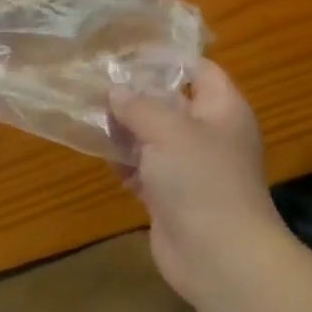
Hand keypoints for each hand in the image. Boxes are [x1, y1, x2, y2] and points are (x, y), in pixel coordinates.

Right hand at [110, 61, 284, 304]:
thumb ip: (138, 105)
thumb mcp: (167, 130)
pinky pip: (145, 168)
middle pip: (170, 102)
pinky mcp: (172, 195)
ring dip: (125, 130)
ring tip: (89, 116)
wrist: (219, 258)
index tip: (127, 54)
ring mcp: (190, 166)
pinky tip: (103, 156)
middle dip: (136, 95)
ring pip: (153, 136)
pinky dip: (125, 163)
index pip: (199, 69)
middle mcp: (209, 133)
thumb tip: (115, 91)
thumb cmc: (201, 180)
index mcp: (222, 109)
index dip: (166, 59)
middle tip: (97, 83)